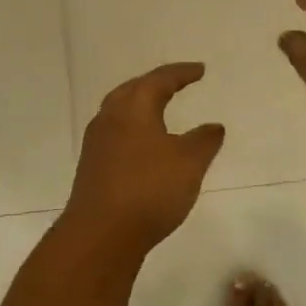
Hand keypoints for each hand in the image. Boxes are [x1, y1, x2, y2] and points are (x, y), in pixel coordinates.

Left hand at [64, 62, 226, 254]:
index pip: (159, 80)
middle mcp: (110, 118)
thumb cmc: (148, 189)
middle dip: (155, 84)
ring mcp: (97, 143)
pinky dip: (133, 129)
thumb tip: (214, 126)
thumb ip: (203, 141)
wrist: (100, 235)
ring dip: (140, 106)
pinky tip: (143, 146)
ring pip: (119, 112)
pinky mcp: (92, 167)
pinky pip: (115, 134)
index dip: (182, 74)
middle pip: (133, 90)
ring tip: (158, 110)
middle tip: (175, 83)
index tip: (200, 70)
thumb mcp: (188, 163)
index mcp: (133, 108)